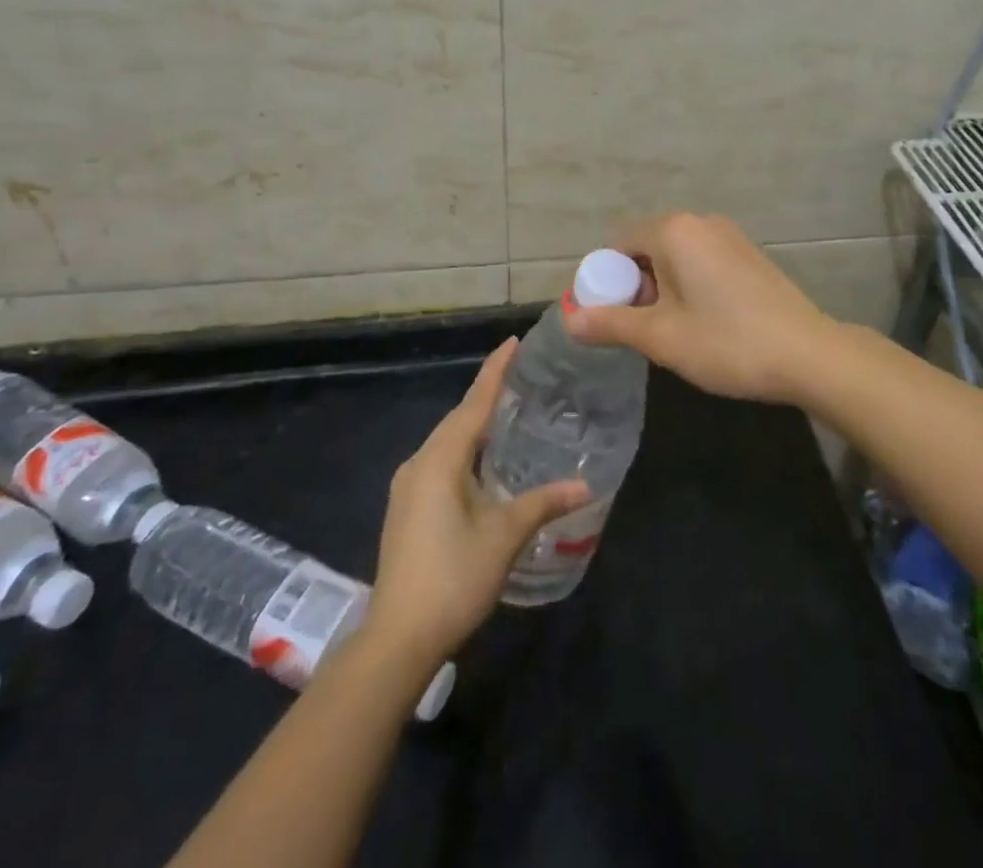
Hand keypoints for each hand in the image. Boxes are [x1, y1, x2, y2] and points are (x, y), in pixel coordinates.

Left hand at [364, 338, 589, 668]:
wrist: (397, 639)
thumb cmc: (453, 577)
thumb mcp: (504, 536)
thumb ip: (543, 503)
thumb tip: (585, 484)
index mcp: (440, 459)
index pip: (474, 403)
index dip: (495, 371)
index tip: (513, 343)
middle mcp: (419, 463)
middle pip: (458, 418)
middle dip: (487, 394)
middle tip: (521, 375)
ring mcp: (408, 487)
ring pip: (447, 441)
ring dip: (475, 424)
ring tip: (508, 411)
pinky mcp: (406, 508)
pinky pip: (440, 461)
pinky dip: (465, 448)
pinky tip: (483, 460)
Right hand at [564, 212, 841, 405]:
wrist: (809, 354)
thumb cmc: (726, 342)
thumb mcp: (660, 337)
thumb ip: (610, 323)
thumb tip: (569, 319)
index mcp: (674, 230)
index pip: (618, 245)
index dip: (605, 282)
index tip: (610, 320)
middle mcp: (701, 222)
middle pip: (646, 248)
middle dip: (635, 287)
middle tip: (642, 332)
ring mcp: (730, 236)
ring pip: (675, 257)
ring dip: (662, 289)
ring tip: (674, 333)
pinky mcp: (749, 255)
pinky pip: (701, 262)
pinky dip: (689, 286)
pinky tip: (705, 323)